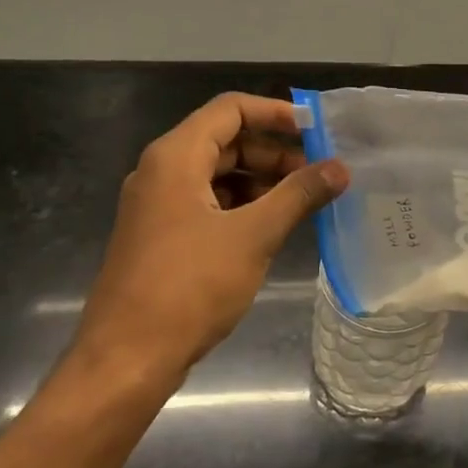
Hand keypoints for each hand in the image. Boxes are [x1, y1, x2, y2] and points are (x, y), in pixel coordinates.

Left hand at [64, 93, 347, 397]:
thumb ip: (298, 195)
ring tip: (303, 201)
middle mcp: (161, 172)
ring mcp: (157, 206)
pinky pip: (207, 204)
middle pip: (225, 140)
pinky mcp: (160, 236)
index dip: (276, 113)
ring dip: (261, 181)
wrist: (127, 358)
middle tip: (318, 173)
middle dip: (274, 152)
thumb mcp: (253, 236)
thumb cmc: (189, 287)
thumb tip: (340, 167)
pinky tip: (272, 227)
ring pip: (217, 175)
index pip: (230, 109)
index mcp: (175, 157)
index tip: (317, 131)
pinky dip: (241, 206)